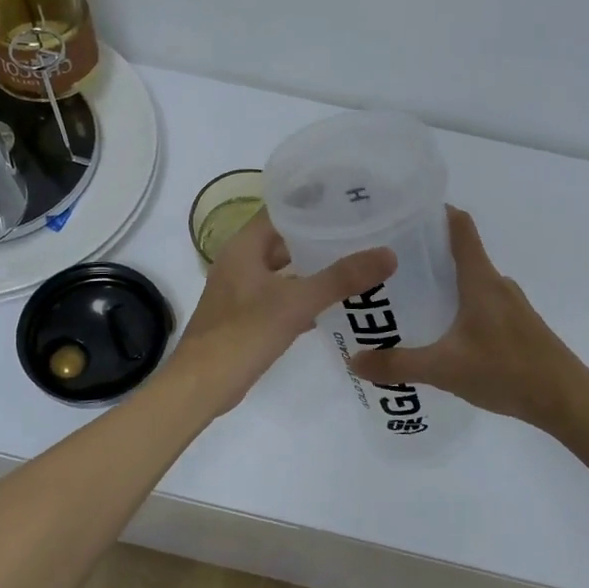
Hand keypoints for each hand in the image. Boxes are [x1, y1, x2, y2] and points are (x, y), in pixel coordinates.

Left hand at [174, 210, 396, 416]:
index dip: (313, 203)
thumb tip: (388, 254)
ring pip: (283, 269)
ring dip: (313, 268)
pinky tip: (332, 305)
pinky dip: (303, 296)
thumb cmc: (243, 334)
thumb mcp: (296, 303)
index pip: (281, 209)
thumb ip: (340, 278)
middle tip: (361, 233)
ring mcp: (240, 290)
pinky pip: (280, 296)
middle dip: (319, 237)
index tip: (350, 201)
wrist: (201, 386)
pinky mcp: (245, 317)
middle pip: (284, 239)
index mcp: (244, 246)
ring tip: (354, 264)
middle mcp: (240, 261)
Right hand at [348, 208, 588, 429]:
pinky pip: (480, 301)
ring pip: (469, 280)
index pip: (460, 226)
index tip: (402, 213)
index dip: (434, 212)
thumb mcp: (445, 369)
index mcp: (480, 280)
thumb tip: (354, 361)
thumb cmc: (507, 372)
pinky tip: (440, 330)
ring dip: (441, 281)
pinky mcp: (516, 324)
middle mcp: (496, 283)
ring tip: (406, 296)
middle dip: (424, 252)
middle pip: (459, 252)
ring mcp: (510, 304)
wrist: (567, 400)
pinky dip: (457, 304)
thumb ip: (398, 365)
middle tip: (386, 262)